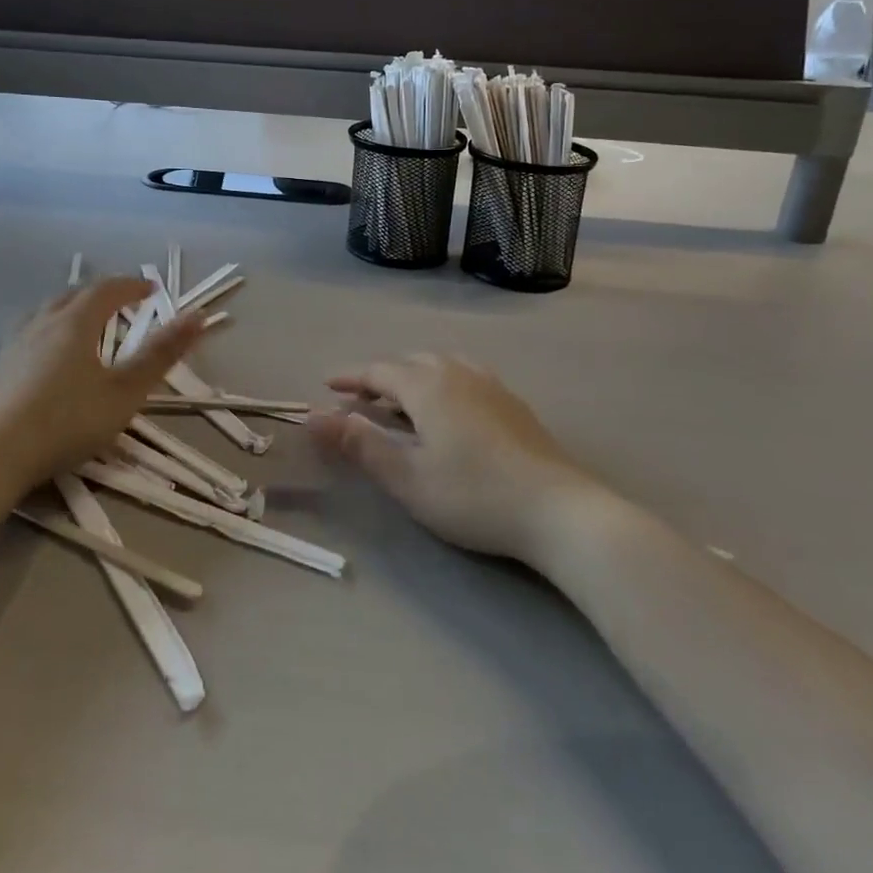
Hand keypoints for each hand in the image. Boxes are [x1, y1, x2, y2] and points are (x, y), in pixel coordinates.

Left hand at [0, 277, 205, 495]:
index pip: (108, 290)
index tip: (152, 289)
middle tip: (121, 304)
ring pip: (44, 312)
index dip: (132, 286)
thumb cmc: (66, 422)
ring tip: (82, 324)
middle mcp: (42, 323)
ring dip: (69, 309)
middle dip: (101, 294)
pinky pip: (24, 334)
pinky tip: (41, 355)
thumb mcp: (125, 392)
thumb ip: (161, 354)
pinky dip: (44, 332)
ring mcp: (12, 344)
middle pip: (73, 295)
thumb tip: (198, 315)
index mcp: (76, 323)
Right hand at [307, 354, 592, 560]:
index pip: (379, 370)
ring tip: (402, 400)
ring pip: (441, 364)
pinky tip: (449, 408)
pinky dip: (441, 381)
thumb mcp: (407, 477)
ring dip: (413, 375)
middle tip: (361, 399)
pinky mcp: (513, 402)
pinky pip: (464, 375)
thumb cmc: (473, 496)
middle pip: (410, 362)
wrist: (558, 510)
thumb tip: (314, 416)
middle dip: (380, 376)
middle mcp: (457, 373)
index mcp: (427, 386)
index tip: (328, 386)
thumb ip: (359, 444)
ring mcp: (490, 384)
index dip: (351, 377)